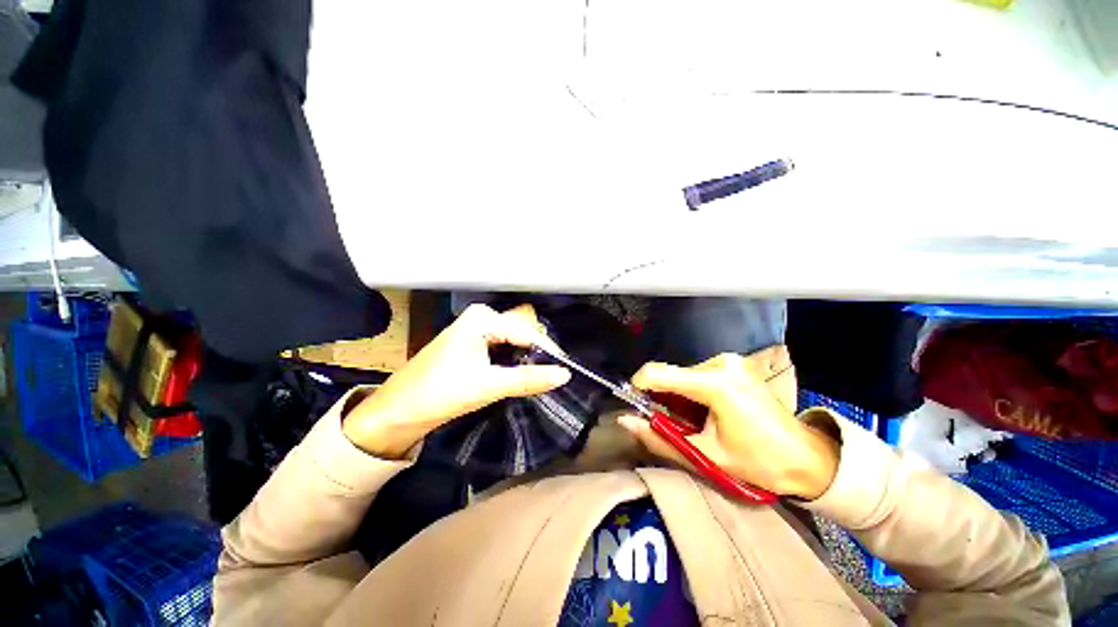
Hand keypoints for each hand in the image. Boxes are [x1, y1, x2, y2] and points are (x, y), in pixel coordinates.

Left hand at [343, 304, 570, 457]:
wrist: (398, 410)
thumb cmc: (440, 393)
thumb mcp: (489, 385)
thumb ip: (529, 379)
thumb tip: (565, 375)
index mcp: (483, 318)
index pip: (527, 331)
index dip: (548, 350)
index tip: (566, 369)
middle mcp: (481, 316)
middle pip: (522, 330)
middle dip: (538, 351)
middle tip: (553, 373)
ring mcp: (476, 328)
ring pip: (514, 337)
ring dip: (527, 355)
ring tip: (542, 374)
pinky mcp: (473, 341)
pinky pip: (504, 344)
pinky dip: (515, 357)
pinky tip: (522, 371)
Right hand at [618, 353, 839, 498]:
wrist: (808, 459)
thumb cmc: (759, 463)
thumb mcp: (705, 456)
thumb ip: (659, 438)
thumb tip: (625, 421)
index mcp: (714, 384)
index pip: (657, 373)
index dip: (639, 388)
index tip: (636, 407)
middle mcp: (720, 363)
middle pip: (669, 373)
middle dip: (660, 397)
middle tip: (669, 424)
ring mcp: (729, 361)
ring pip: (681, 374)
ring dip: (676, 396)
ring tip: (691, 421)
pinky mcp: (733, 365)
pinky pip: (696, 374)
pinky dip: (689, 391)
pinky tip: (703, 411)